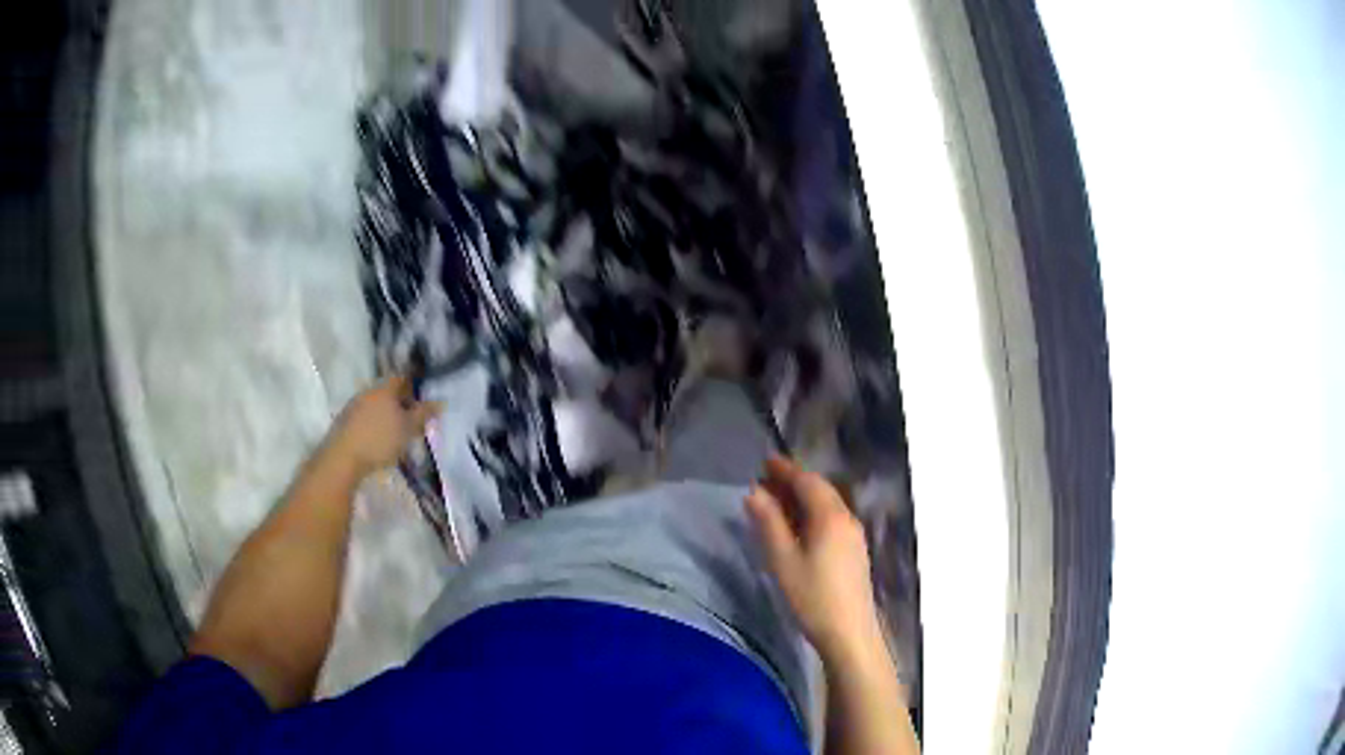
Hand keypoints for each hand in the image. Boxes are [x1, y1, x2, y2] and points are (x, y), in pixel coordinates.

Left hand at [324, 375, 441, 477]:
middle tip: (411, 420)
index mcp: (384, 389)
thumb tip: (440, 402)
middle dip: (399, 403)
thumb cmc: (380, 440)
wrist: (343, 458)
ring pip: (375, 405)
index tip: (421, 403)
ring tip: (395, 433)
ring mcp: (353, 406)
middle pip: (387, 392)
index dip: (413, 387)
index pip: (401, 378)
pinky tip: (377, 440)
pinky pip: (364, 417)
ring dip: (385, 414)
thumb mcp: (408, 429)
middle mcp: (367, 392)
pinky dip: (373, 424)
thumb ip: (423, 414)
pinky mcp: (344, 421)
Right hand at [746, 455, 883, 660]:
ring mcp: (854, 535)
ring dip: (802, 497)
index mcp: (831, 516)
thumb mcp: (783, 561)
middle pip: (820, 490)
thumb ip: (769, 523)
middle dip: (794, 481)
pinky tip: (798, 525)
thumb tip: (754, 492)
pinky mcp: (854, 550)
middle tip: (766, 479)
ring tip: (776, 500)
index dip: (786, 469)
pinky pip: (832, 519)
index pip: (807, 481)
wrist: (849, 632)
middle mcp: (847, 518)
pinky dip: (812, 512)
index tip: (765, 461)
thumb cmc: (813, 597)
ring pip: (827, 504)